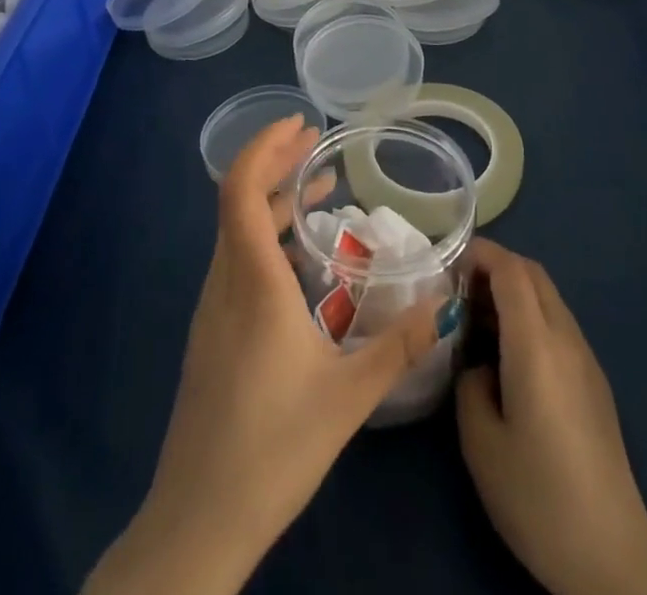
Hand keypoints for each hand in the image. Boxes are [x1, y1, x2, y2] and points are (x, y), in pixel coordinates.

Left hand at [84, 118, 457, 594]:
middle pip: (238, 201)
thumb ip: (400, 345)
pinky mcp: (211, 334)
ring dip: (272, 201)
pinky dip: (266, 236)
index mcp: (252, 283)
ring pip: (236, 231)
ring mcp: (212, 310)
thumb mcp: (349, 396)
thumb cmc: (273, 448)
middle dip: (276, 164)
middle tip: (318, 147)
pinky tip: (301, 260)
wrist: (198, 521)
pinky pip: (236, 262)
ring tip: (319, 190)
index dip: (264, 147)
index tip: (300, 126)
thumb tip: (448, 303)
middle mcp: (224, 283)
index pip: (239, 190)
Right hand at [456, 239, 646, 594]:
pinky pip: (558, 324)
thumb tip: (480, 365)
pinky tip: (508, 354)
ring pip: (548, 298)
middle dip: (495, 266)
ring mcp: (586, 359)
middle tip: (458, 288)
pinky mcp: (595, 382)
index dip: (479, 254)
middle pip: (533, 275)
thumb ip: (470, 384)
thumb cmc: (538, 497)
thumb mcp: (481, 443)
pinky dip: (530, 316)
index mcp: (537, 344)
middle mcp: (566, 338)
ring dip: (514, 292)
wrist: (611, 556)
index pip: (510, 270)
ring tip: (477, 319)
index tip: (449, 262)